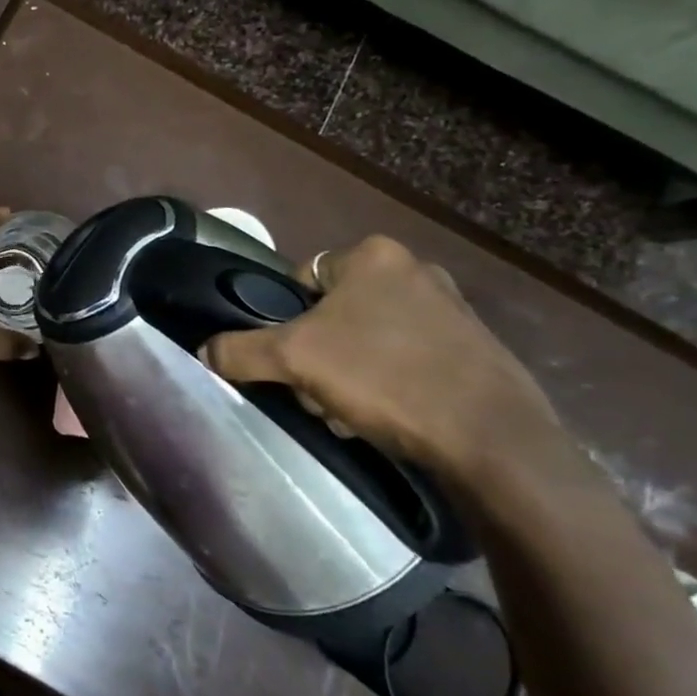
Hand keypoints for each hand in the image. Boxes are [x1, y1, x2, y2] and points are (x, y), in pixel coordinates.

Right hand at [201, 236, 569, 488]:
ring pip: (369, 339)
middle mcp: (416, 269)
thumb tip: (202, 352)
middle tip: (319, 392)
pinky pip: (409, 358)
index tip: (291, 359)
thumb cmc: (384, 377)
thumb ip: (240, 351)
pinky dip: (391, 384)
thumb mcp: (293, 360)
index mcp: (373, 255)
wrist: (494, 440)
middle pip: (334, 314)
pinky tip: (390, 418)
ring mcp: (453, 309)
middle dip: (320, 355)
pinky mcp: (477, 348)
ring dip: (350, 374)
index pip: (301, 280)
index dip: (287, 322)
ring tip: (353, 413)